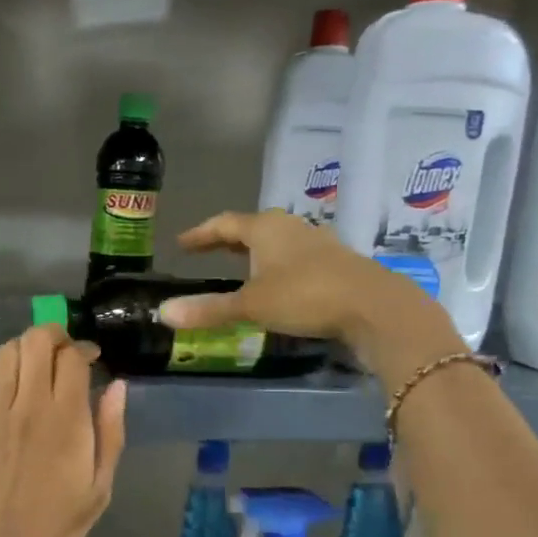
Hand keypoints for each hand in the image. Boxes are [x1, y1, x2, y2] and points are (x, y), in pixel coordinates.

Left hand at [0, 324, 127, 536]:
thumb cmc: (57, 525)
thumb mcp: (100, 486)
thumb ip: (111, 431)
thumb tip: (117, 385)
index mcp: (67, 420)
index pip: (72, 358)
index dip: (84, 349)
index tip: (91, 360)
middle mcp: (29, 405)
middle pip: (36, 341)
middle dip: (54, 336)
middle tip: (64, 353)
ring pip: (6, 351)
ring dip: (25, 347)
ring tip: (36, 363)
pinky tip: (9, 378)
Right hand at [154, 210, 464, 382]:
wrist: (374, 307)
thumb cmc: (305, 296)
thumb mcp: (251, 305)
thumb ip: (209, 310)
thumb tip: (163, 312)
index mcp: (265, 228)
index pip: (224, 224)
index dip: (200, 234)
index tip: (181, 243)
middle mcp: (290, 228)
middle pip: (251, 228)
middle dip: (227, 240)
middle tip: (205, 253)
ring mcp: (317, 243)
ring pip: (276, 242)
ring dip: (255, 253)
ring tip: (239, 267)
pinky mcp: (336, 263)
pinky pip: (295, 258)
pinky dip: (276, 267)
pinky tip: (277, 284)